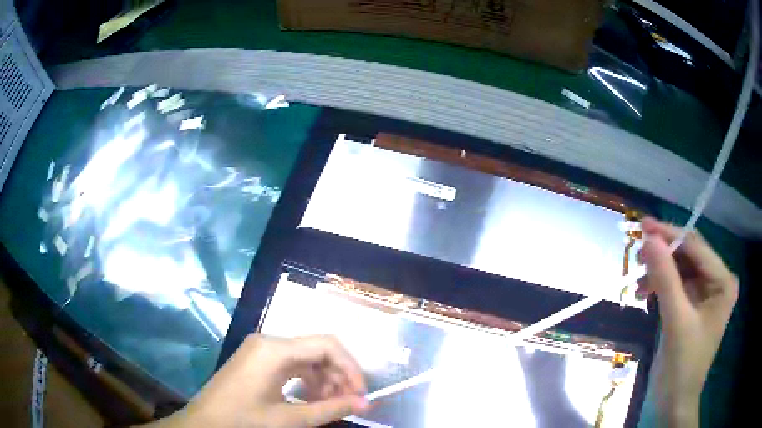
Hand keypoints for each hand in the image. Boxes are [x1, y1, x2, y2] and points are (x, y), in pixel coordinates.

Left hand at [155, 335, 368, 427]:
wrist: (203, 424)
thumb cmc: (243, 420)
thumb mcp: (290, 419)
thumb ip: (330, 409)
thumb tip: (366, 403)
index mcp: (275, 349)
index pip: (327, 345)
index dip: (350, 368)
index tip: (362, 394)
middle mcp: (268, 341)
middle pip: (317, 349)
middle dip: (338, 376)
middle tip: (349, 403)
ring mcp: (260, 349)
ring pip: (305, 357)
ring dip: (324, 380)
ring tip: (331, 404)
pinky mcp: (256, 359)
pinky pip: (291, 364)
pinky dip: (307, 381)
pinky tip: (310, 399)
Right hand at [637, 218, 737, 425]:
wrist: (675, 402)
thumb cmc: (682, 365)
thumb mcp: (676, 320)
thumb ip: (665, 277)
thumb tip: (648, 238)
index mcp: (723, 281)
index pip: (696, 246)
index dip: (670, 234)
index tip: (642, 225)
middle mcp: (718, 281)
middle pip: (689, 255)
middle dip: (664, 254)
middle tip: (637, 253)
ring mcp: (707, 294)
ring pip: (681, 269)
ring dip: (660, 271)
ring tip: (638, 281)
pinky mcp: (694, 305)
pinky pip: (677, 285)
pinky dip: (661, 286)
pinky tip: (645, 292)